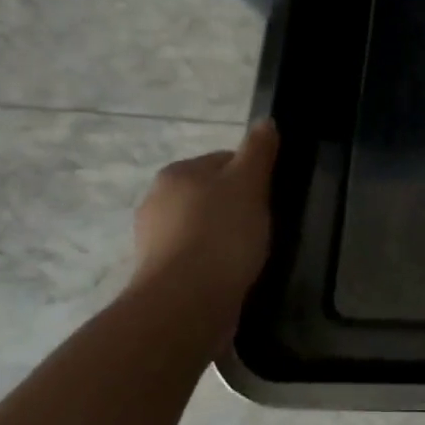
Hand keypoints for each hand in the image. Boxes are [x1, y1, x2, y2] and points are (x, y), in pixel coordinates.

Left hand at [130, 121, 278, 311]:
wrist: (186, 302)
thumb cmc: (221, 234)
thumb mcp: (249, 184)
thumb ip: (258, 151)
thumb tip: (266, 122)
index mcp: (177, 173)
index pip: (224, 161)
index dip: (253, 175)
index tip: (271, 196)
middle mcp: (157, 200)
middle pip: (211, 194)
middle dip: (237, 206)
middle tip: (266, 225)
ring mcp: (153, 240)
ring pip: (202, 227)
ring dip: (224, 236)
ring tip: (252, 253)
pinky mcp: (160, 273)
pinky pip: (196, 257)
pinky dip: (214, 261)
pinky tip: (233, 273)